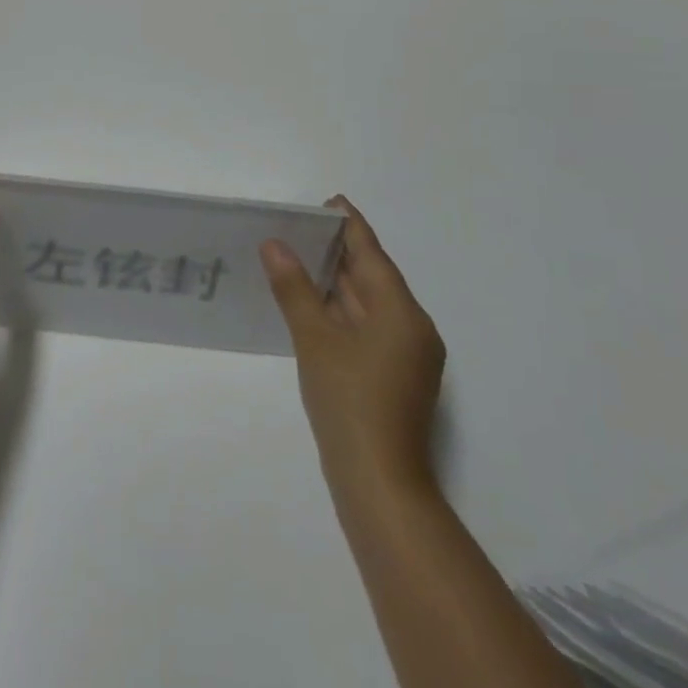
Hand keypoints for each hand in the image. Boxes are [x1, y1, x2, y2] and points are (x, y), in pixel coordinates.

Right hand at [262, 196, 445, 504]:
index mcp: (402, 312)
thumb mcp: (314, 339)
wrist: (381, 486)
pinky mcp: (398, 378)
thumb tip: (274, 244)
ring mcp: (409, 356)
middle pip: (375, 277)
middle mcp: (414, 327)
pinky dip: (344, 311)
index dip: (349, 224)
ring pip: (372, 305)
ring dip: (340, 282)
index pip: (372, 253)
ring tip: (302, 259)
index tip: (329, 201)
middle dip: (340, 252)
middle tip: (302, 228)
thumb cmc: (348, 403)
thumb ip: (294, 287)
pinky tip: (316, 307)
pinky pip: (371, 328)